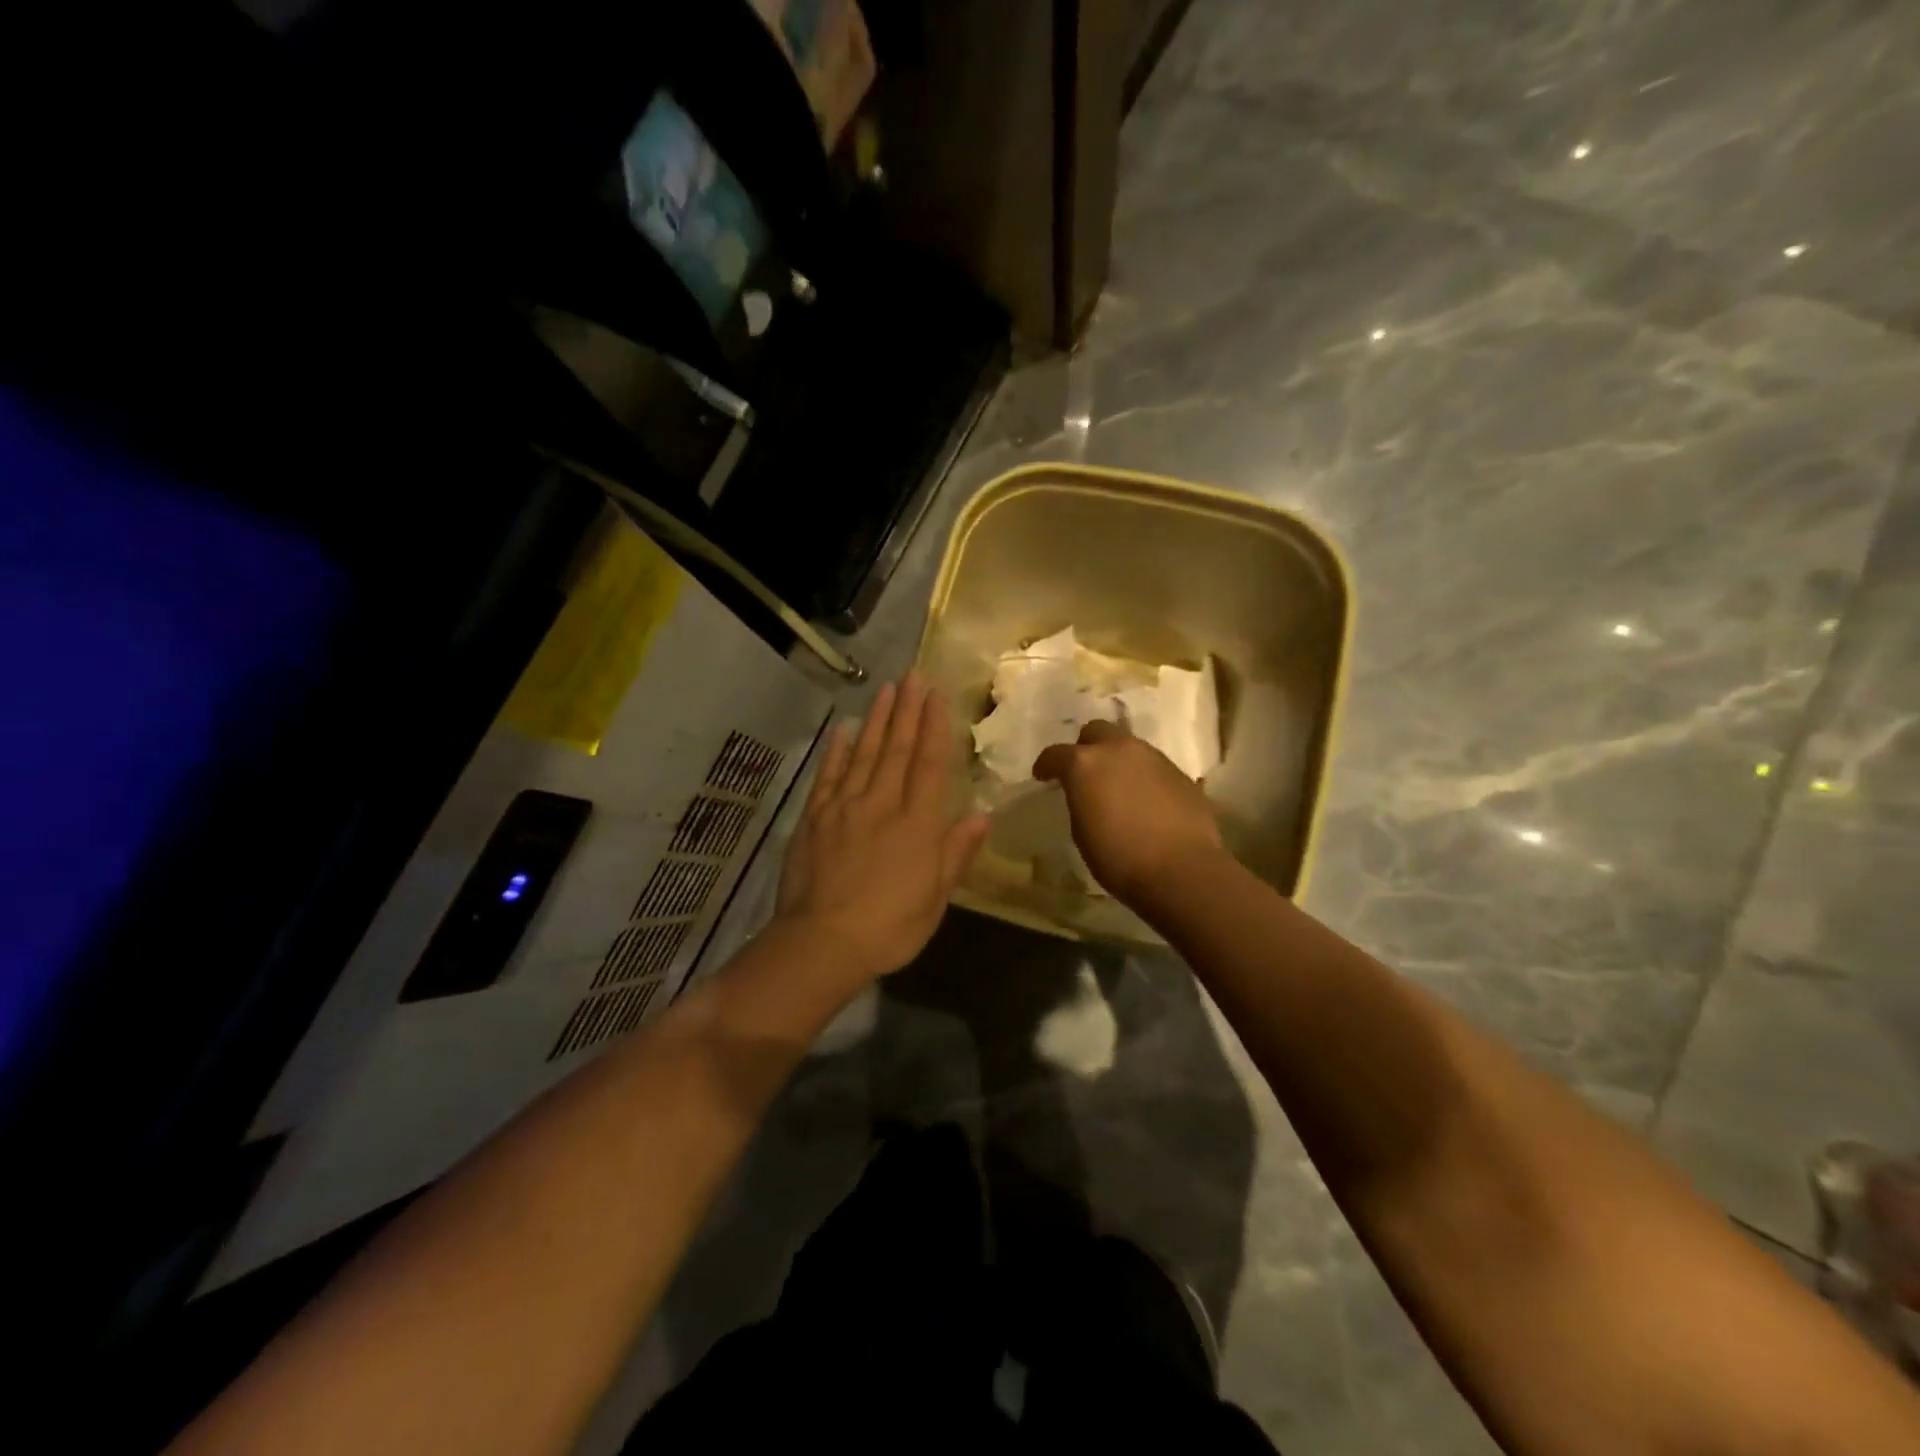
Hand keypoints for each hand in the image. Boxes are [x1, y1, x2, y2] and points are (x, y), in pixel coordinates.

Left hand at [774, 673, 989, 983]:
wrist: (822, 943)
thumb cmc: (890, 927)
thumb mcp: (936, 898)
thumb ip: (957, 852)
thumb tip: (983, 814)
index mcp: (917, 824)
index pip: (930, 764)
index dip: (935, 727)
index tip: (936, 695)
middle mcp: (882, 804)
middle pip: (898, 749)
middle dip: (907, 710)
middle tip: (913, 675)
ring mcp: (844, 807)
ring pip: (864, 753)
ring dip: (878, 719)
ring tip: (887, 689)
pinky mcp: (815, 817)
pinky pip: (828, 775)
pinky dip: (837, 750)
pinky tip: (844, 729)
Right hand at [1033, 719, 1226, 903]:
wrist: (1181, 870)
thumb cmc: (1118, 858)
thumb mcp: (1081, 832)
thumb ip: (1080, 801)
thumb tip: (1086, 794)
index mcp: (1085, 763)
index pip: (1056, 753)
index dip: (1046, 765)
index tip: (1043, 776)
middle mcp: (1119, 749)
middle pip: (1096, 731)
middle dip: (1086, 747)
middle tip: (1084, 772)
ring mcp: (1153, 757)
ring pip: (1128, 746)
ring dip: (1117, 760)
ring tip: (1117, 786)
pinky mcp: (1179, 772)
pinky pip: (1153, 766)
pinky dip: (1143, 776)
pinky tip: (1145, 801)